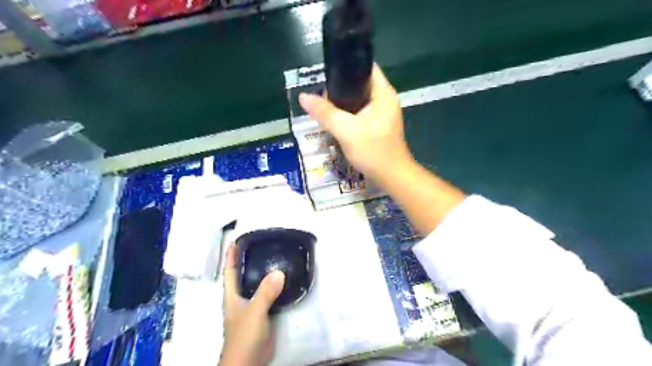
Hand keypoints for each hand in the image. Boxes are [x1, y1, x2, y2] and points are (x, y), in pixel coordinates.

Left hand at [220, 245, 283, 364]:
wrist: (250, 361)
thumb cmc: (244, 335)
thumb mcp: (254, 311)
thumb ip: (265, 292)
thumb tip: (279, 271)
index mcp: (232, 295)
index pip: (229, 271)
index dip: (231, 256)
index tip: (235, 240)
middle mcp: (241, 298)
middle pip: (244, 275)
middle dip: (249, 260)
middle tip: (262, 245)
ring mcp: (252, 306)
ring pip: (258, 284)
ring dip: (265, 272)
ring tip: (275, 257)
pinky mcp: (264, 313)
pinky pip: (269, 294)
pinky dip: (275, 286)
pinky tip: (285, 279)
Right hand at [299, 64, 411, 181]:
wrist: (392, 177)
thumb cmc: (373, 151)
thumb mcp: (346, 131)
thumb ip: (325, 113)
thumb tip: (303, 97)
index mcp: (383, 93)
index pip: (366, 67)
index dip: (347, 66)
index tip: (327, 73)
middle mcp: (385, 100)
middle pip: (360, 84)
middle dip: (340, 88)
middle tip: (322, 98)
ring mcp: (383, 113)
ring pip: (359, 100)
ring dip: (343, 103)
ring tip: (325, 109)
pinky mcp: (378, 125)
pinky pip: (360, 113)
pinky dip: (348, 114)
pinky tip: (336, 121)